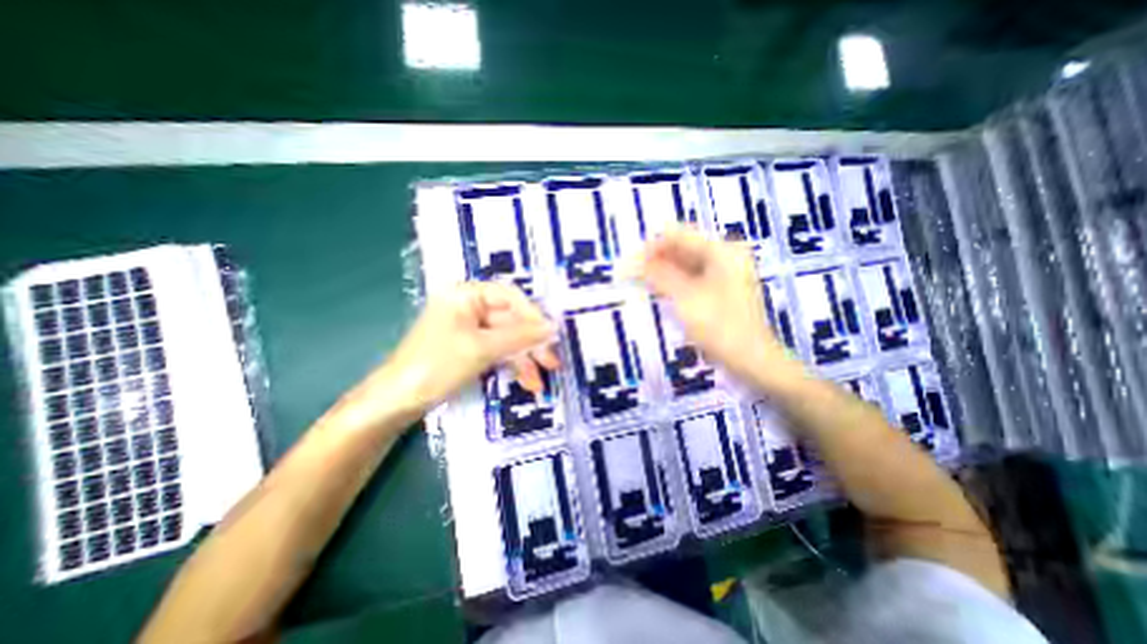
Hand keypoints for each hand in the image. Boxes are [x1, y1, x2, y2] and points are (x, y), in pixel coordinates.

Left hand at [381, 284, 557, 415]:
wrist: (396, 403)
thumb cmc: (436, 366)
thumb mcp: (481, 348)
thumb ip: (520, 336)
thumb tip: (553, 327)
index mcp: (465, 295)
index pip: (509, 296)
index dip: (532, 315)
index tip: (551, 335)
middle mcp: (469, 307)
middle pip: (511, 319)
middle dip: (531, 343)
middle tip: (552, 362)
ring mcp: (470, 329)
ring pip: (507, 338)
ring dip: (525, 359)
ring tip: (540, 381)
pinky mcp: (470, 348)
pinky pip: (498, 351)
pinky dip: (512, 365)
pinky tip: (527, 381)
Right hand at [636, 225, 798, 385]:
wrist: (751, 360)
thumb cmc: (719, 327)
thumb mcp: (684, 298)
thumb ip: (658, 275)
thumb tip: (631, 261)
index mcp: (721, 250)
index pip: (678, 235)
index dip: (651, 246)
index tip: (629, 263)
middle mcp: (724, 255)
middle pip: (682, 248)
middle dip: (655, 259)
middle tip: (631, 275)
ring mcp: (724, 272)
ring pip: (685, 263)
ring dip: (662, 271)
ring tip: (640, 283)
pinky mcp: (720, 289)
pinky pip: (692, 277)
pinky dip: (674, 282)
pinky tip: (658, 291)